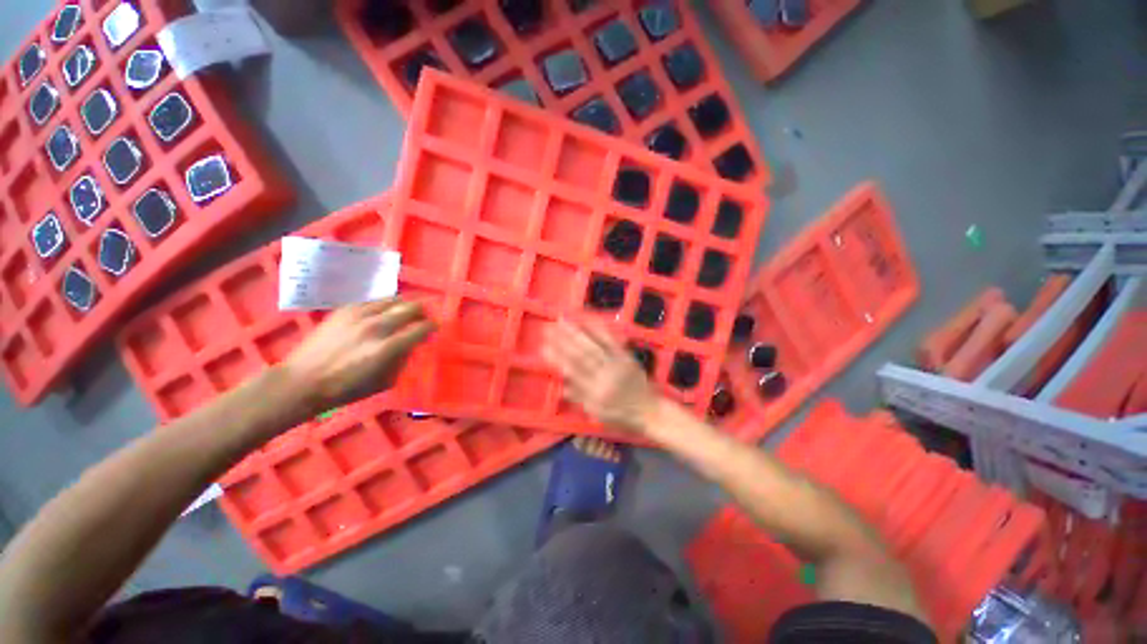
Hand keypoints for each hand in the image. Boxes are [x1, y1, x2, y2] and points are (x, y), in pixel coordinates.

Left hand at [280, 298, 434, 411]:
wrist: (302, 381)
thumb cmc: (346, 389)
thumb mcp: (385, 381)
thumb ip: (403, 360)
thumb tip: (413, 344)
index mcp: (388, 347)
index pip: (422, 328)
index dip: (432, 327)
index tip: (433, 330)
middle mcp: (377, 326)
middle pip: (411, 307)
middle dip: (423, 312)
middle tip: (422, 319)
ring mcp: (359, 315)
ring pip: (393, 299)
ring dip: (404, 306)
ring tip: (403, 314)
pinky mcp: (345, 310)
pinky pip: (373, 300)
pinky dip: (383, 306)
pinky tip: (381, 314)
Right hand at [542, 319, 658, 434]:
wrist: (650, 411)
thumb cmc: (622, 416)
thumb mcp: (598, 414)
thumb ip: (580, 399)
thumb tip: (561, 388)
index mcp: (595, 392)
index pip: (572, 371)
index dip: (557, 358)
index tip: (544, 347)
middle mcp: (604, 376)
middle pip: (581, 355)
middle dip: (563, 340)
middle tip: (549, 328)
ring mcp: (616, 363)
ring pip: (593, 345)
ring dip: (577, 332)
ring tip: (563, 321)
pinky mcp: (626, 356)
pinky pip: (612, 341)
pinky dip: (599, 329)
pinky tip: (588, 320)